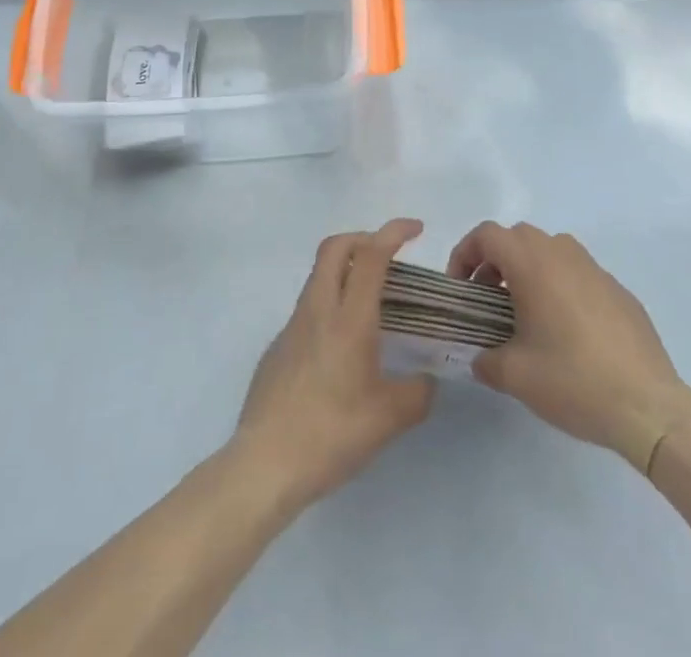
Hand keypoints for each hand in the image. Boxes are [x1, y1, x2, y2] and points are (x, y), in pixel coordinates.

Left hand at [232, 218, 436, 510]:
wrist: (265, 463)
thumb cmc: (331, 434)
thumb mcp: (389, 419)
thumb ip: (416, 393)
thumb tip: (425, 380)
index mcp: (348, 319)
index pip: (371, 255)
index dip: (393, 232)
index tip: (415, 229)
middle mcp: (318, 309)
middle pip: (335, 247)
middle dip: (364, 238)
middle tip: (389, 254)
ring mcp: (292, 325)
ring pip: (319, 275)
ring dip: (345, 270)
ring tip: (372, 300)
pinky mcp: (278, 346)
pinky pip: (308, 307)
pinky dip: (330, 303)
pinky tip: (343, 345)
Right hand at [448, 221, 690, 470]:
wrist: (649, 407)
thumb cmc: (573, 380)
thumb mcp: (515, 375)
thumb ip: (485, 360)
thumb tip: (479, 358)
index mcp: (532, 262)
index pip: (487, 235)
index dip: (465, 254)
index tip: (460, 287)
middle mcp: (562, 253)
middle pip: (518, 237)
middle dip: (495, 261)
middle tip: (487, 299)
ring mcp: (595, 269)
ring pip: (550, 251)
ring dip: (529, 270)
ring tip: (525, 312)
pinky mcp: (619, 291)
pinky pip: (578, 274)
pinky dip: (561, 287)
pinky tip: (567, 331)